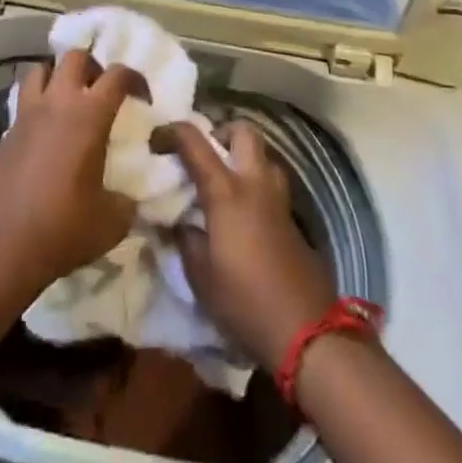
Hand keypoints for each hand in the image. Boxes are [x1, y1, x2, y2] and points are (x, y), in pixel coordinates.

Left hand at [0, 50, 140, 291]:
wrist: (3, 246)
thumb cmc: (64, 228)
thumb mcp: (113, 221)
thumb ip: (127, 199)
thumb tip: (129, 195)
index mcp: (89, 115)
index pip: (117, 75)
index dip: (135, 78)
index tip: (142, 97)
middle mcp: (57, 103)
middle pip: (75, 57)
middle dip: (93, 66)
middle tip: (102, 90)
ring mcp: (27, 114)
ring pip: (41, 69)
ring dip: (59, 75)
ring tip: (69, 98)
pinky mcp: (6, 131)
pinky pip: (24, 99)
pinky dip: (38, 102)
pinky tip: (46, 129)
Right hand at [152, 120, 336, 371]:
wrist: (305, 331)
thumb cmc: (244, 300)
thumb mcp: (200, 275)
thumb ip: (185, 240)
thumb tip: (177, 222)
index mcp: (226, 191)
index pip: (195, 142)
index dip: (171, 131)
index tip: (156, 140)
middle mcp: (254, 184)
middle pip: (244, 132)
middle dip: (222, 132)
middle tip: (205, 154)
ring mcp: (278, 200)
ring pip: (264, 156)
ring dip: (244, 158)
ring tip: (224, 182)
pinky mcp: (293, 220)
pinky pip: (272, 184)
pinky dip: (256, 185)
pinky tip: (243, 214)